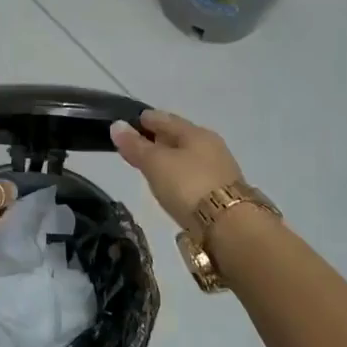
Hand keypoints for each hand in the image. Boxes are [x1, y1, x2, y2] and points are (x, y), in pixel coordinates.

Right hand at [109, 108, 243, 227]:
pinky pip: (194, 177)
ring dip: (171, 159)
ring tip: (152, 167)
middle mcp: (211, 147)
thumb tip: (116, 125)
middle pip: (179, 137)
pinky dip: (181, 177)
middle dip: (159, 139)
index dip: (146, 119)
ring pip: (188, 157)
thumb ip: (136, 146)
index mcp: (196, 133)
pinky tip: (173, 186)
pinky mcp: (223, 194)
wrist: (230, 227)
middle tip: (138, 144)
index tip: (129, 123)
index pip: (165, 119)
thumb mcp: (156, 164)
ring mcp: (220, 171)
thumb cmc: (188, 186)